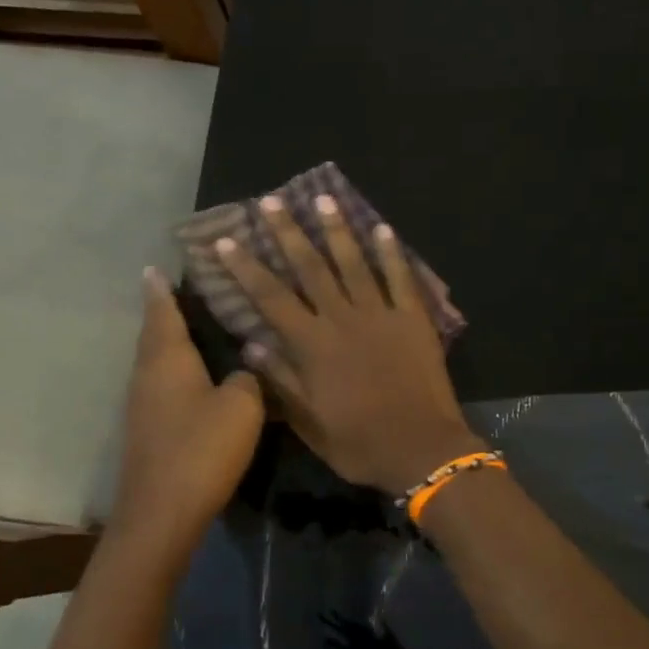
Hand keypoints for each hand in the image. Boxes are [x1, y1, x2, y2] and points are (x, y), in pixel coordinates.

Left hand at [108, 269, 265, 550]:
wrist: (162, 511)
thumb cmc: (202, 447)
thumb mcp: (242, 406)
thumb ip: (247, 378)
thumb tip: (244, 369)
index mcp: (168, 358)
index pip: (163, 311)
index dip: (161, 289)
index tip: (154, 266)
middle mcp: (148, 374)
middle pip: (154, 334)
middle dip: (163, 312)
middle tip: (178, 291)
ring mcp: (142, 404)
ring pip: (155, 361)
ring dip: (168, 342)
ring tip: (191, 328)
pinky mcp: (147, 430)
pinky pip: (160, 386)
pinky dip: (173, 372)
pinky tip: (193, 379)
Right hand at [214, 194, 481, 495]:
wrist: (422, 450)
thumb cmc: (359, 443)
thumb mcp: (310, 423)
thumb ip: (281, 381)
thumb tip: (251, 346)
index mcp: (312, 345)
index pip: (270, 298)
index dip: (245, 268)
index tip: (226, 240)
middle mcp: (342, 319)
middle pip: (310, 268)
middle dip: (287, 233)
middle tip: (270, 201)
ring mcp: (380, 314)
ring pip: (354, 263)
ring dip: (336, 230)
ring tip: (322, 198)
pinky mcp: (412, 319)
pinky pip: (401, 278)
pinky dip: (391, 252)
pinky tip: (381, 227)